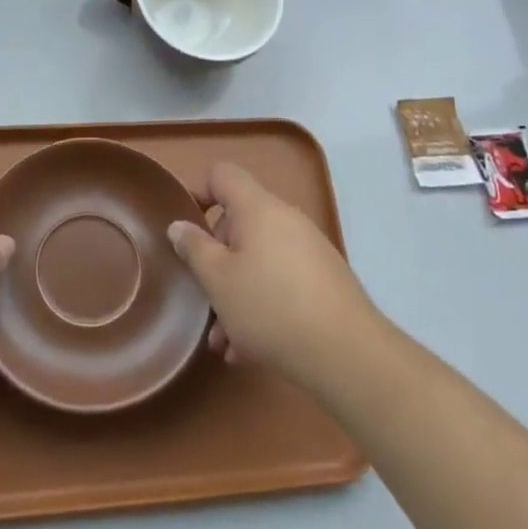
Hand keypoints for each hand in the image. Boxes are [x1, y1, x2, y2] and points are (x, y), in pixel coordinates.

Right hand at [168, 162, 376, 391]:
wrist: (348, 354)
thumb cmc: (270, 306)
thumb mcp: (218, 280)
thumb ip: (194, 248)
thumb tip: (179, 226)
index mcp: (258, 208)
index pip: (222, 175)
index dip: (199, 191)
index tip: (185, 227)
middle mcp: (286, 220)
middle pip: (239, 224)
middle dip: (216, 260)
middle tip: (203, 297)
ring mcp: (309, 251)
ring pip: (258, 261)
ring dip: (235, 293)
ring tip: (223, 339)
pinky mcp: (324, 282)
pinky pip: (280, 283)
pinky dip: (261, 306)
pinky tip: (249, 350)